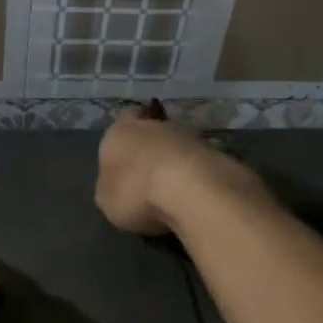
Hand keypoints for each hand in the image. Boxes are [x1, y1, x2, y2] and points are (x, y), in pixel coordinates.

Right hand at [96, 106, 257, 235]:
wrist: (191, 190)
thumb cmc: (135, 192)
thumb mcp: (106, 200)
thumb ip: (111, 185)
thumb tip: (118, 183)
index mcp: (120, 132)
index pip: (122, 121)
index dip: (125, 140)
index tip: (127, 159)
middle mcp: (154, 125)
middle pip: (151, 132)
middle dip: (152, 150)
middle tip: (149, 177)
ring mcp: (189, 135)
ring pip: (177, 145)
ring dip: (176, 161)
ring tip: (175, 190)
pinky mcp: (216, 151)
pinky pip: (199, 162)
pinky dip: (196, 174)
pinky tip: (194, 194)